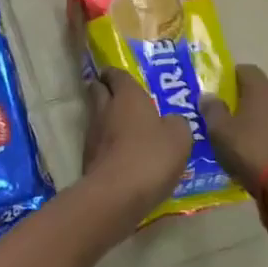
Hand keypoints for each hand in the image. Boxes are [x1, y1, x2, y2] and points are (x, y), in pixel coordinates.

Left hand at [81, 67, 192, 219]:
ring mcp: (92, 133)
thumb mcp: (179, 137)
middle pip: (97, 90)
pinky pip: (98, 141)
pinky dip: (106, 142)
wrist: (116, 193)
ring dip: (106, 117)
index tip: (118, 75)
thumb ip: (176, 123)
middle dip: (104, 89)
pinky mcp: (87, 157)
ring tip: (123, 125)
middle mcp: (105, 108)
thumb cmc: (151, 156)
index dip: (116, 73)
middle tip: (117, 94)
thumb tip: (171, 121)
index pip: (116, 74)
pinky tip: (120, 151)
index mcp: (127, 96)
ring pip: (96, 116)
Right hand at [201, 64, 267, 195]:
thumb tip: (207, 95)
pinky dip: (267, 137)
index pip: (246, 69)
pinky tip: (253, 154)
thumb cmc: (249, 150)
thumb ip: (212, 109)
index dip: (229, 76)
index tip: (215, 90)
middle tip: (222, 114)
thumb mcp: (219, 130)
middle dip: (242, 99)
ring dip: (256, 120)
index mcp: (262, 89)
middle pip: (260, 90)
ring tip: (237, 137)